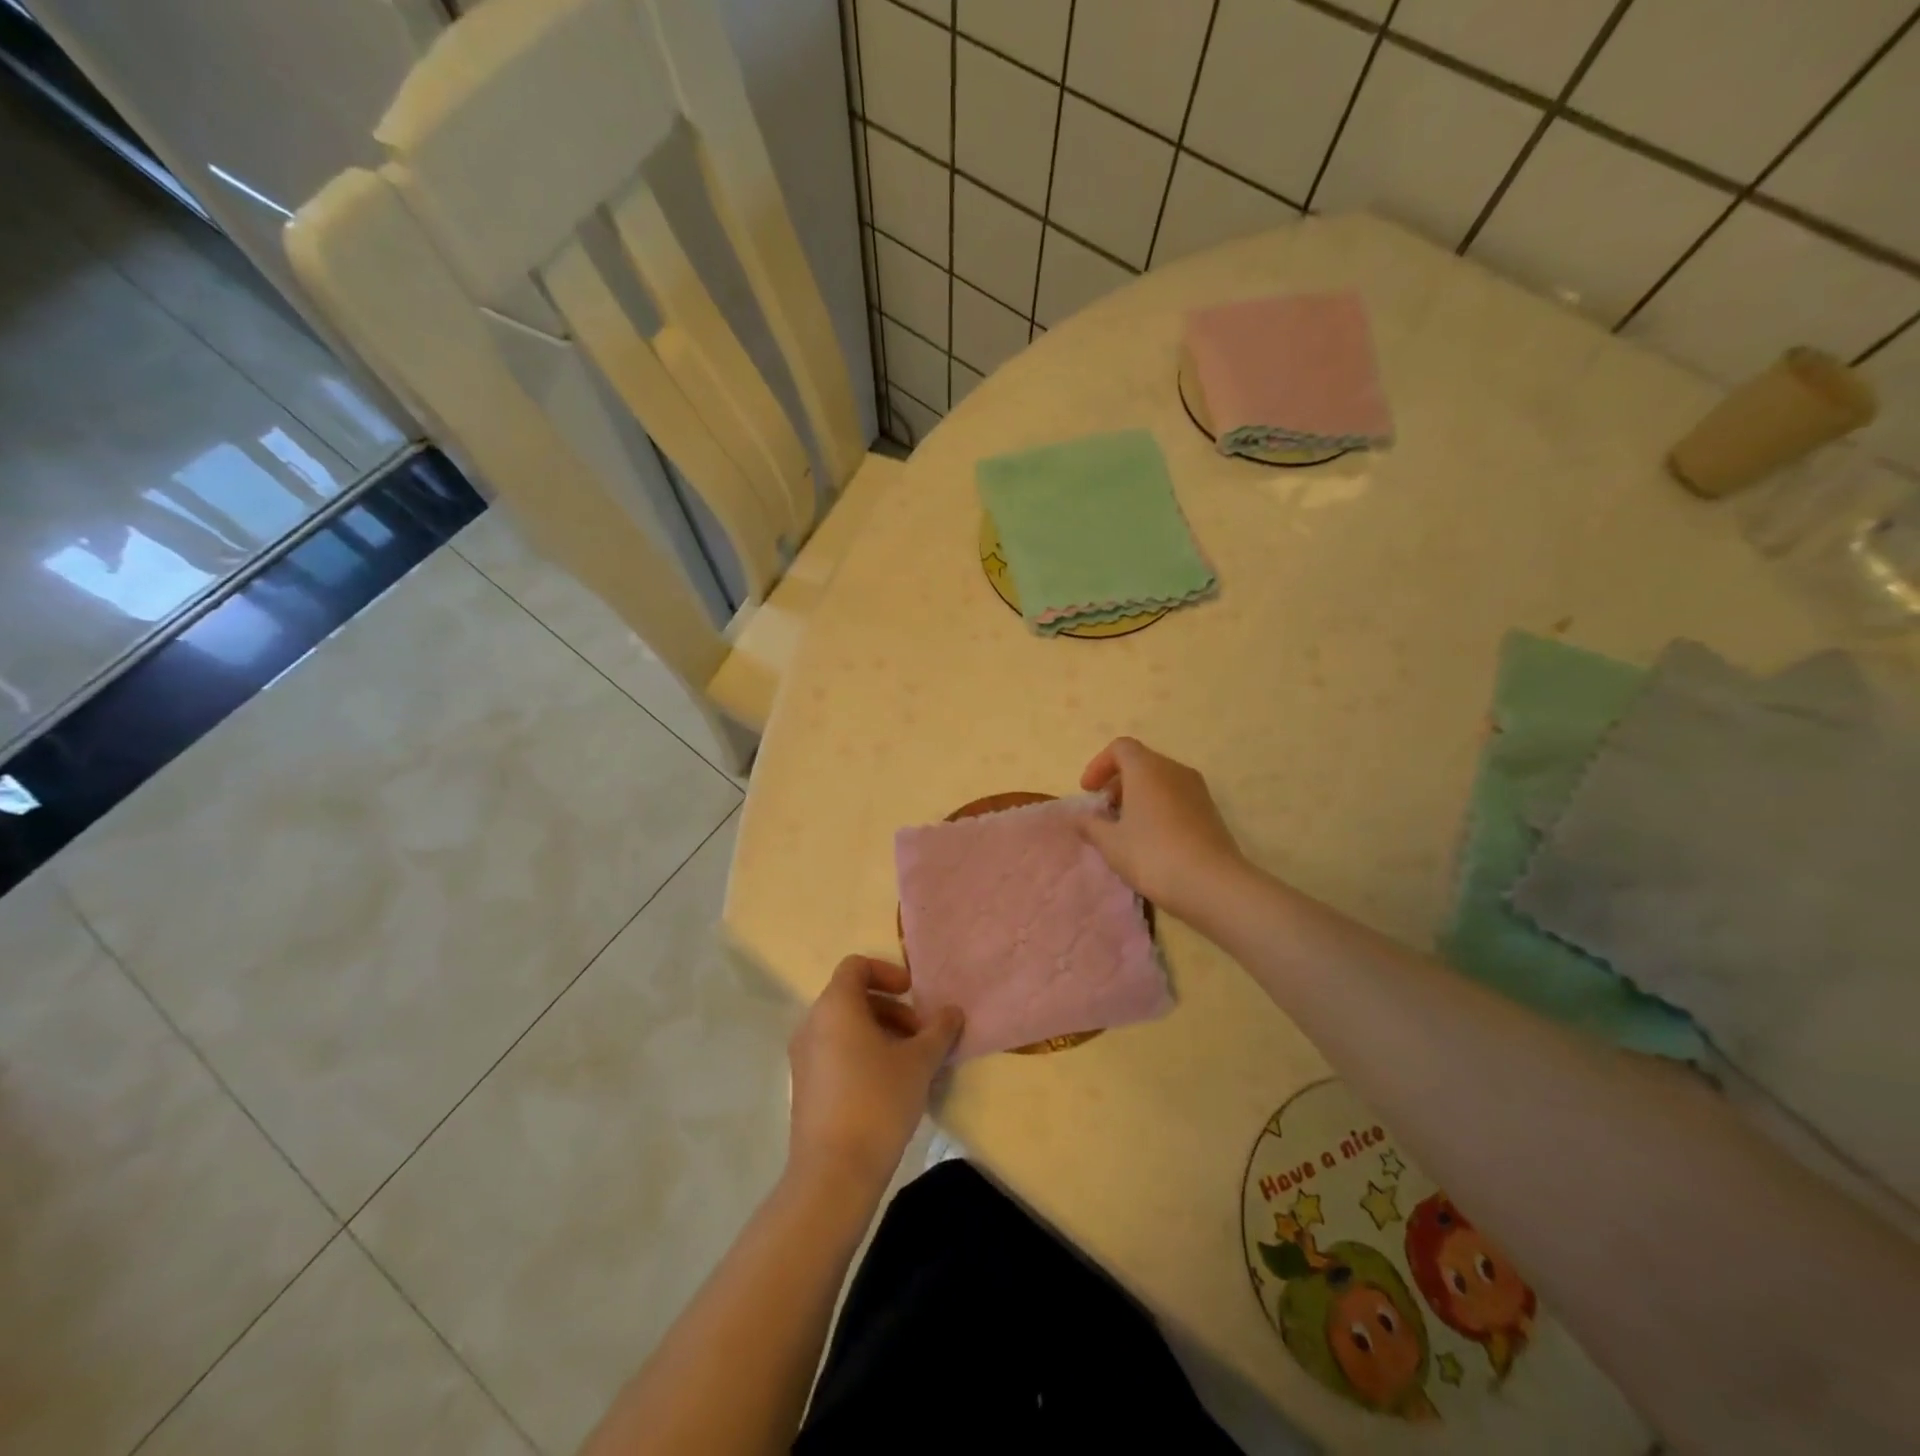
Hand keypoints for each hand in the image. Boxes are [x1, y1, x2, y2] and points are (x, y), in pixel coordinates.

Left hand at [786, 956, 963, 1199]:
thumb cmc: (878, 1101)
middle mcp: (812, 1023)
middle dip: (891, 1009)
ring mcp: (803, 1057)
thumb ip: (938, 1030)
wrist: (833, 1173)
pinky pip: (834, 1052)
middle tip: (921, 1034)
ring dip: (879, 1032)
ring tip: (911, 1062)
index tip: (913, 994)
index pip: (856, 966)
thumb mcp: (919, 1062)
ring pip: (844, 1027)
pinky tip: (889, 1085)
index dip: (887, 972)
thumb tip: (953, 1011)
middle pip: (852, 997)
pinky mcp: (804, 1086)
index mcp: (835, 1006)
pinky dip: (861, 1053)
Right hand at [1079, 737, 1246, 921]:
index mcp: (1147, 769)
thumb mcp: (1111, 843)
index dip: (1099, 765)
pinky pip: (1176, 797)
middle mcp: (1174, 770)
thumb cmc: (1153, 855)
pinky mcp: (1210, 811)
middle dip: (1117, 782)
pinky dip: (1158, 807)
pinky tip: (1152, 839)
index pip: (1120, 748)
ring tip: (1126, 828)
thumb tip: (1079, 817)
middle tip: (1104, 811)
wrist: (1213, 884)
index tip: (1088, 792)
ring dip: (1138, 796)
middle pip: (1140, 762)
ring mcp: (1196, 789)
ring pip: (1160, 780)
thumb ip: (1090, 825)